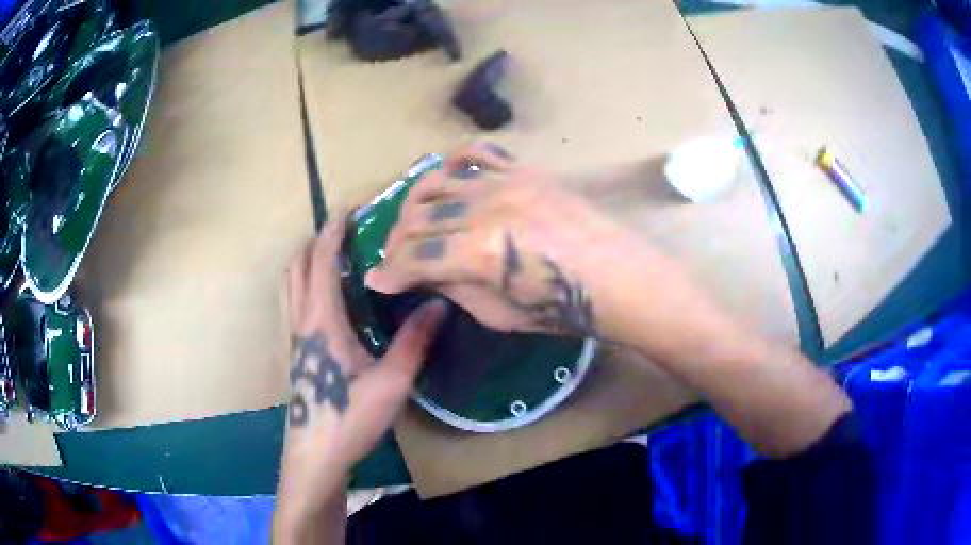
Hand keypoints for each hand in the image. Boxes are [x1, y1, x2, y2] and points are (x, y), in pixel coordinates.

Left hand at [275, 216, 445, 540]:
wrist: (316, 453)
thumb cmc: (350, 417)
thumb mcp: (391, 382)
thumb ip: (414, 342)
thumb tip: (439, 304)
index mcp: (321, 320)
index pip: (322, 261)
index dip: (333, 231)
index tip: (349, 209)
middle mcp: (301, 321)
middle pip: (297, 266)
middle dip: (316, 240)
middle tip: (344, 231)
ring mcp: (292, 337)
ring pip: (289, 284)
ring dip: (306, 261)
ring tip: (333, 257)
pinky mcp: (292, 352)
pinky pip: (291, 302)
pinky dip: (303, 283)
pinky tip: (325, 299)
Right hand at [365, 143, 636, 338]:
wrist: (617, 277)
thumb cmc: (564, 308)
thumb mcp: (501, 315)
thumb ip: (457, 289)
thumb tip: (426, 274)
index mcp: (479, 252)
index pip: (415, 257)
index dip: (390, 272)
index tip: (376, 281)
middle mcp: (485, 208)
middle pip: (419, 218)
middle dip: (396, 242)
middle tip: (393, 258)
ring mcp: (505, 183)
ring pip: (438, 182)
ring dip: (415, 204)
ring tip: (411, 222)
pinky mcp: (523, 171)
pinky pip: (477, 154)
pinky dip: (453, 163)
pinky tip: (447, 180)